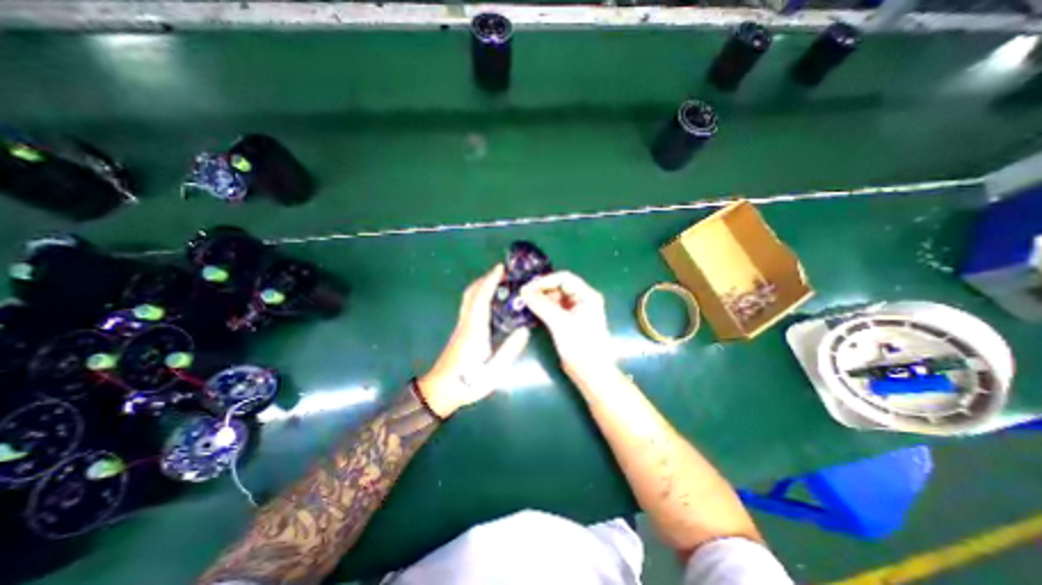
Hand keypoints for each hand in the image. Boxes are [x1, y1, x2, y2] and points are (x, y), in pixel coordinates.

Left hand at [419, 263, 529, 418]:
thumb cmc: (468, 382)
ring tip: (498, 283)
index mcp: (475, 329)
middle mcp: (466, 322)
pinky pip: (469, 305)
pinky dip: (479, 295)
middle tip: (503, 273)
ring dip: (481, 285)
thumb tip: (525, 330)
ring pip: (469, 298)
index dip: (491, 281)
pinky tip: (489, 301)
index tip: (501, 268)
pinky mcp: (461, 330)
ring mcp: (461, 326)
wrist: (441, 391)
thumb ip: (509, 350)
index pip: (482, 298)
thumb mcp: (494, 372)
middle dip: (486, 279)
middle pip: (472, 293)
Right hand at [518, 271, 612, 377]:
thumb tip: (523, 291)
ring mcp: (576, 310)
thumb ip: (541, 305)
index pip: (564, 279)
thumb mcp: (560, 323)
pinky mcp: (569, 321)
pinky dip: (543, 308)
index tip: (528, 287)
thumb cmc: (580, 345)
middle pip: (559, 287)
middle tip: (523, 295)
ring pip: (555, 298)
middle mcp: (582, 299)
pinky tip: (532, 310)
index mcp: (587, 295)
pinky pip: (554, 309)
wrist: (590, 372)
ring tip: (524, 302)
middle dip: (541, 290)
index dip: (545, 281)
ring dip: (541, 299)